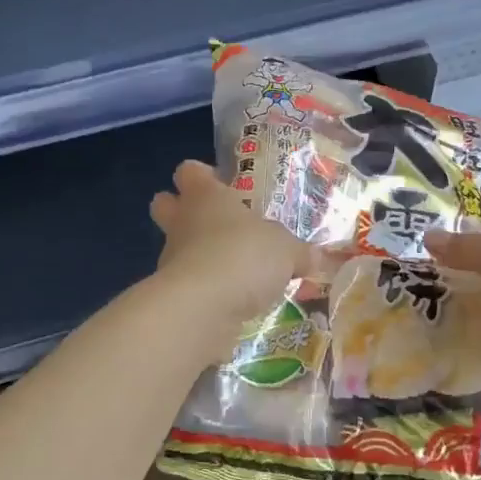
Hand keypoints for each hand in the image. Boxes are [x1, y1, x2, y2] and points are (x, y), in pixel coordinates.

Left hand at [150, 161, 323, 328]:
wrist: (203, 307)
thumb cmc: (244, 256)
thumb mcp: (286, 251)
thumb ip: (299, 252)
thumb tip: (315, 257)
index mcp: (206, 196)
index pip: (190, 172)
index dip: (202, 175)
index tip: (221, 185)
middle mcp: (183, 221)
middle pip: (165, 204)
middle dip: (181, 210)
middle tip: (216, 224)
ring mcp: (172, 259)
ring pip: (177, 247)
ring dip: (198, 255)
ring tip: (233, 271)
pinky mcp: (172, 294)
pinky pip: (188, 285)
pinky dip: (205, 290)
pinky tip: (231, 302)